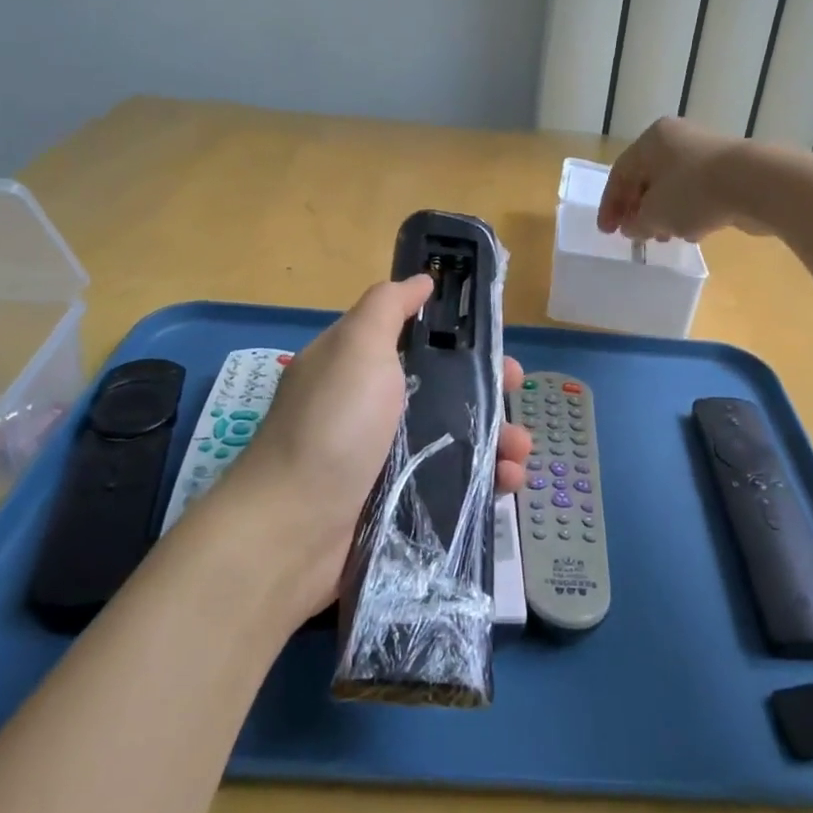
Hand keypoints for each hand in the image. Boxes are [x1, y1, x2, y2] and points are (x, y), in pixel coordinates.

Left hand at [210, 275, 532, 618]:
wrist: (293, 532)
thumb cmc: (332, 426)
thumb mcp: (357, 347)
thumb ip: (388, 306)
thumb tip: (421, 280)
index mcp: (362, 367)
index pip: (420, 343)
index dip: (460, 341)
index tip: (495, 347)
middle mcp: (375, 410)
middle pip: (446, 392)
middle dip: (488, 391)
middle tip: (515, 396)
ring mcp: (389, 461)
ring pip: (458, 440)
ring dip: (498, 440)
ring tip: (519, 452)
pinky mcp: (402, 506)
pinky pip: (456, 486)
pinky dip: (487, 482)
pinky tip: (508, 483)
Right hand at [597, 116, 755, 241]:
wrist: (757, 184)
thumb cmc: (694, 192)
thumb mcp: (655, 214)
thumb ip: (636, 222)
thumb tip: (632, 227)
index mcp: (652, 140)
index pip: (620, 173)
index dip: (610, 205)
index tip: (607, 233)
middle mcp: (676, 139)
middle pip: (647, 177)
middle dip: (638, 209)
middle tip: (633, 235)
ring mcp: (705, 152)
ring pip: (673, 186)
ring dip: (663, 213)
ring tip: (662, 238)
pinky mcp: (729, 170)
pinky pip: (697, 192)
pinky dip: (687, 211)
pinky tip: (691, 232)